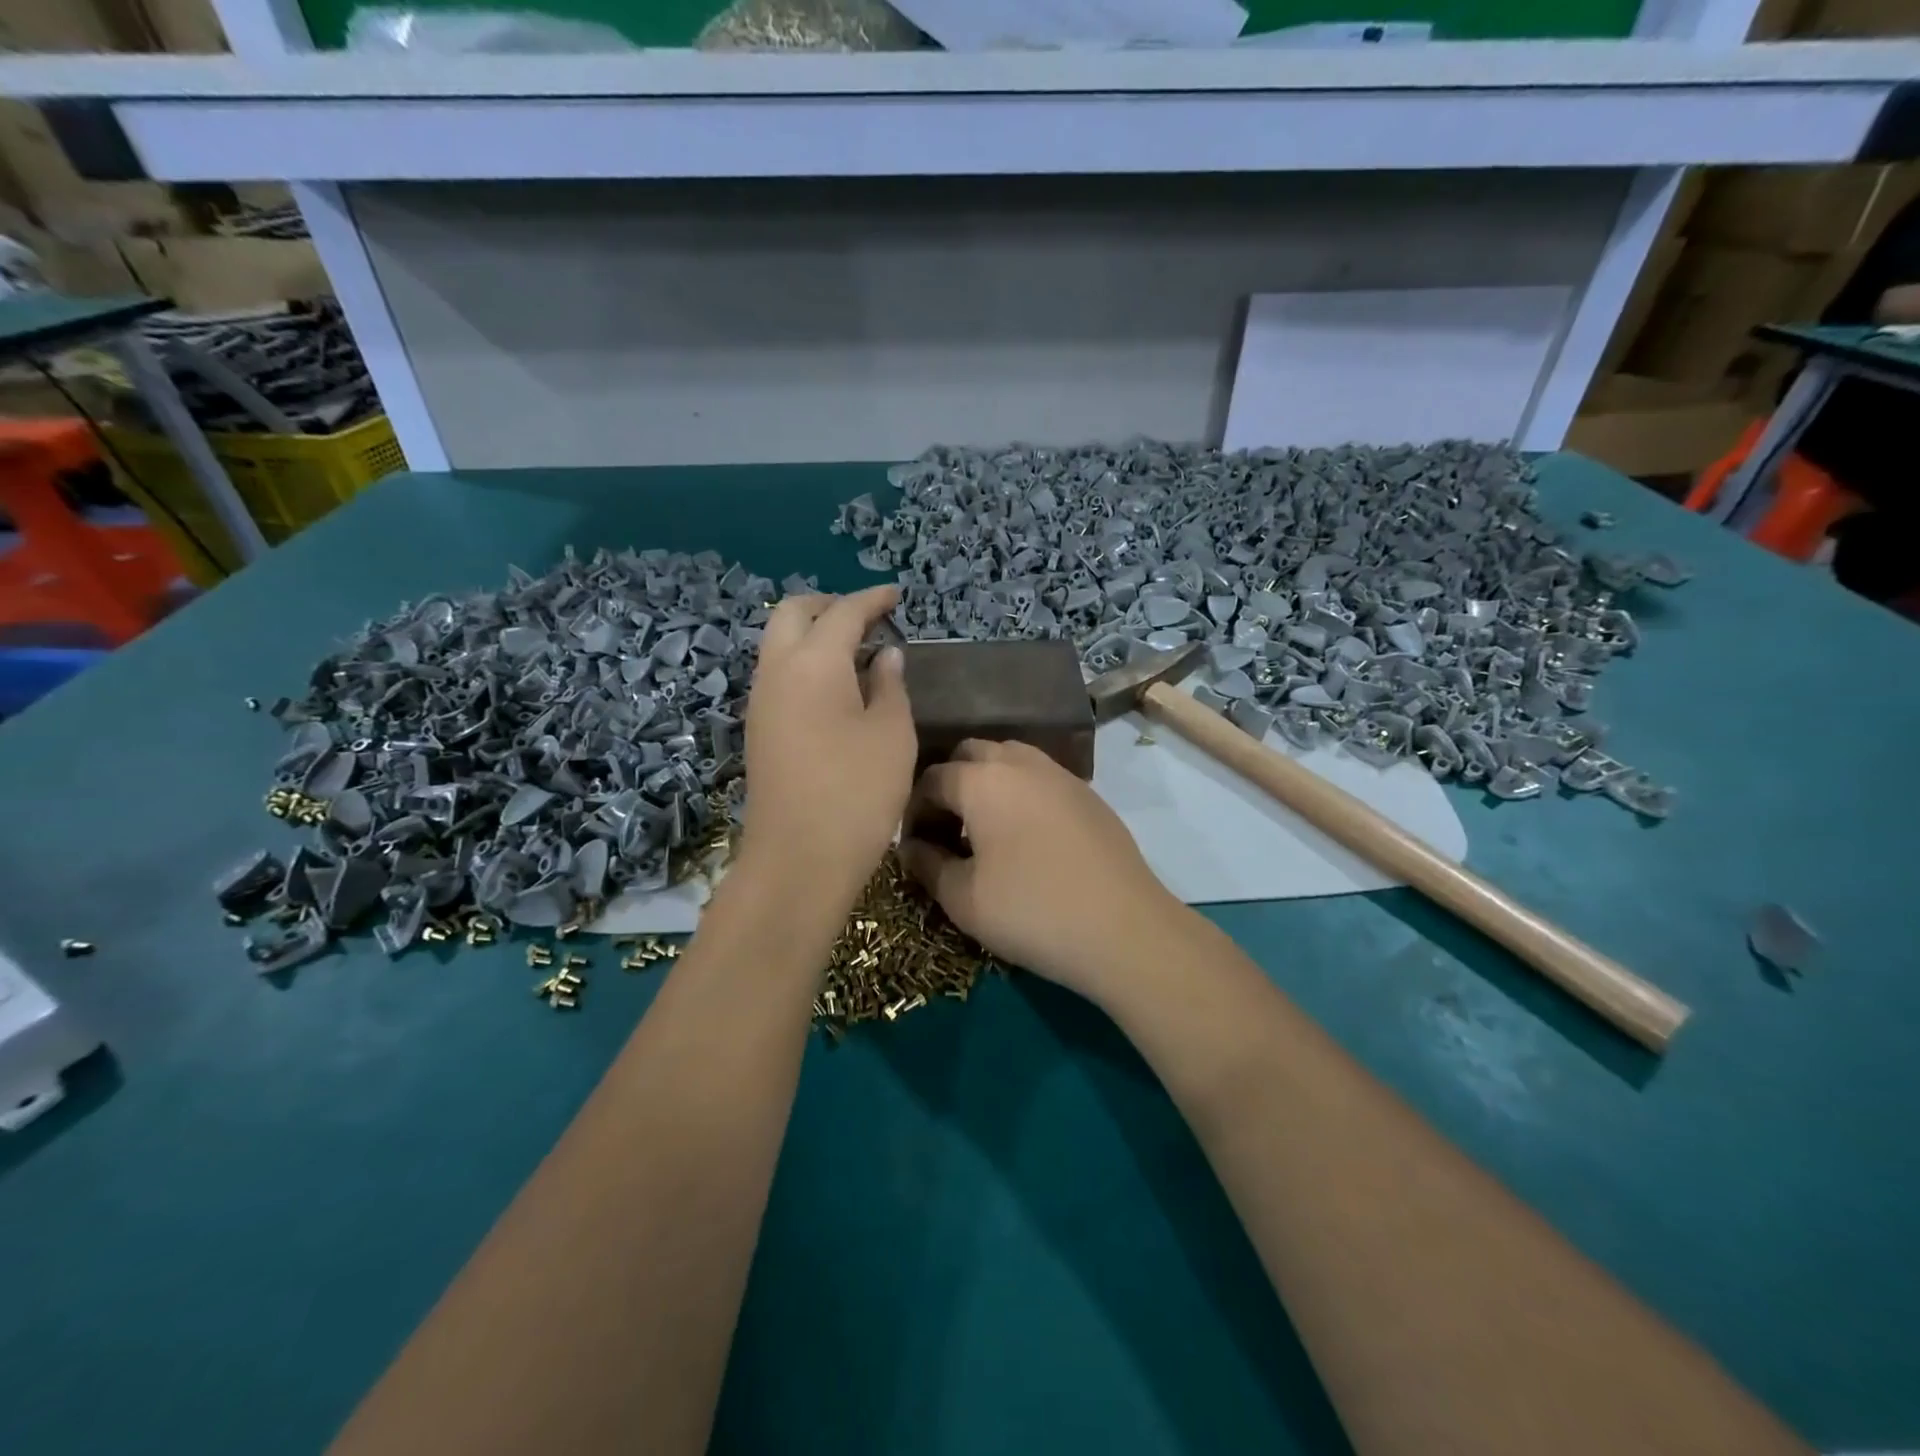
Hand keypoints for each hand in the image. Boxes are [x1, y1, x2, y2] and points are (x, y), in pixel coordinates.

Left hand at [740, 586, 915, 901]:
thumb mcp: (892, 734)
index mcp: (813, 663)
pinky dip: (805, 663)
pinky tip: (836, 687)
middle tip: (868, 616)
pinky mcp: (759, 730)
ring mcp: (760, 702)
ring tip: (856, 650)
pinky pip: (778, 675)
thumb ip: (890, 685)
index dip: (872, 600)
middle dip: (829, 605)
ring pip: (779, 644)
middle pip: (793, 614)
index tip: (897, 596)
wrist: (798, 860)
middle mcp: (776, 671)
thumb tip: (884, 655)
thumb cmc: (857, 793)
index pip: (843, 612)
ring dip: (813, 634)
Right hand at [899, 740, 1186, 1000]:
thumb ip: (927, 865)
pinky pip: (1041, 778)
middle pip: (971, 754)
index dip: (914, 811)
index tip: (912, 846)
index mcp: (982, 780)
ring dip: (988, 783)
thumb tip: (911, 847)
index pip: (932, 779)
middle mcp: (1020, 763)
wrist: (1124, 929)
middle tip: (946, 830)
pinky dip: (1021, 793)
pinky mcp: (1089, 794)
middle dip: (950, 783)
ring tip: (984, 829)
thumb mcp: (964, 899)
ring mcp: (1060, 775)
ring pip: (1010, 759)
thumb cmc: (1032, 911)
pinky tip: (1025, 837)